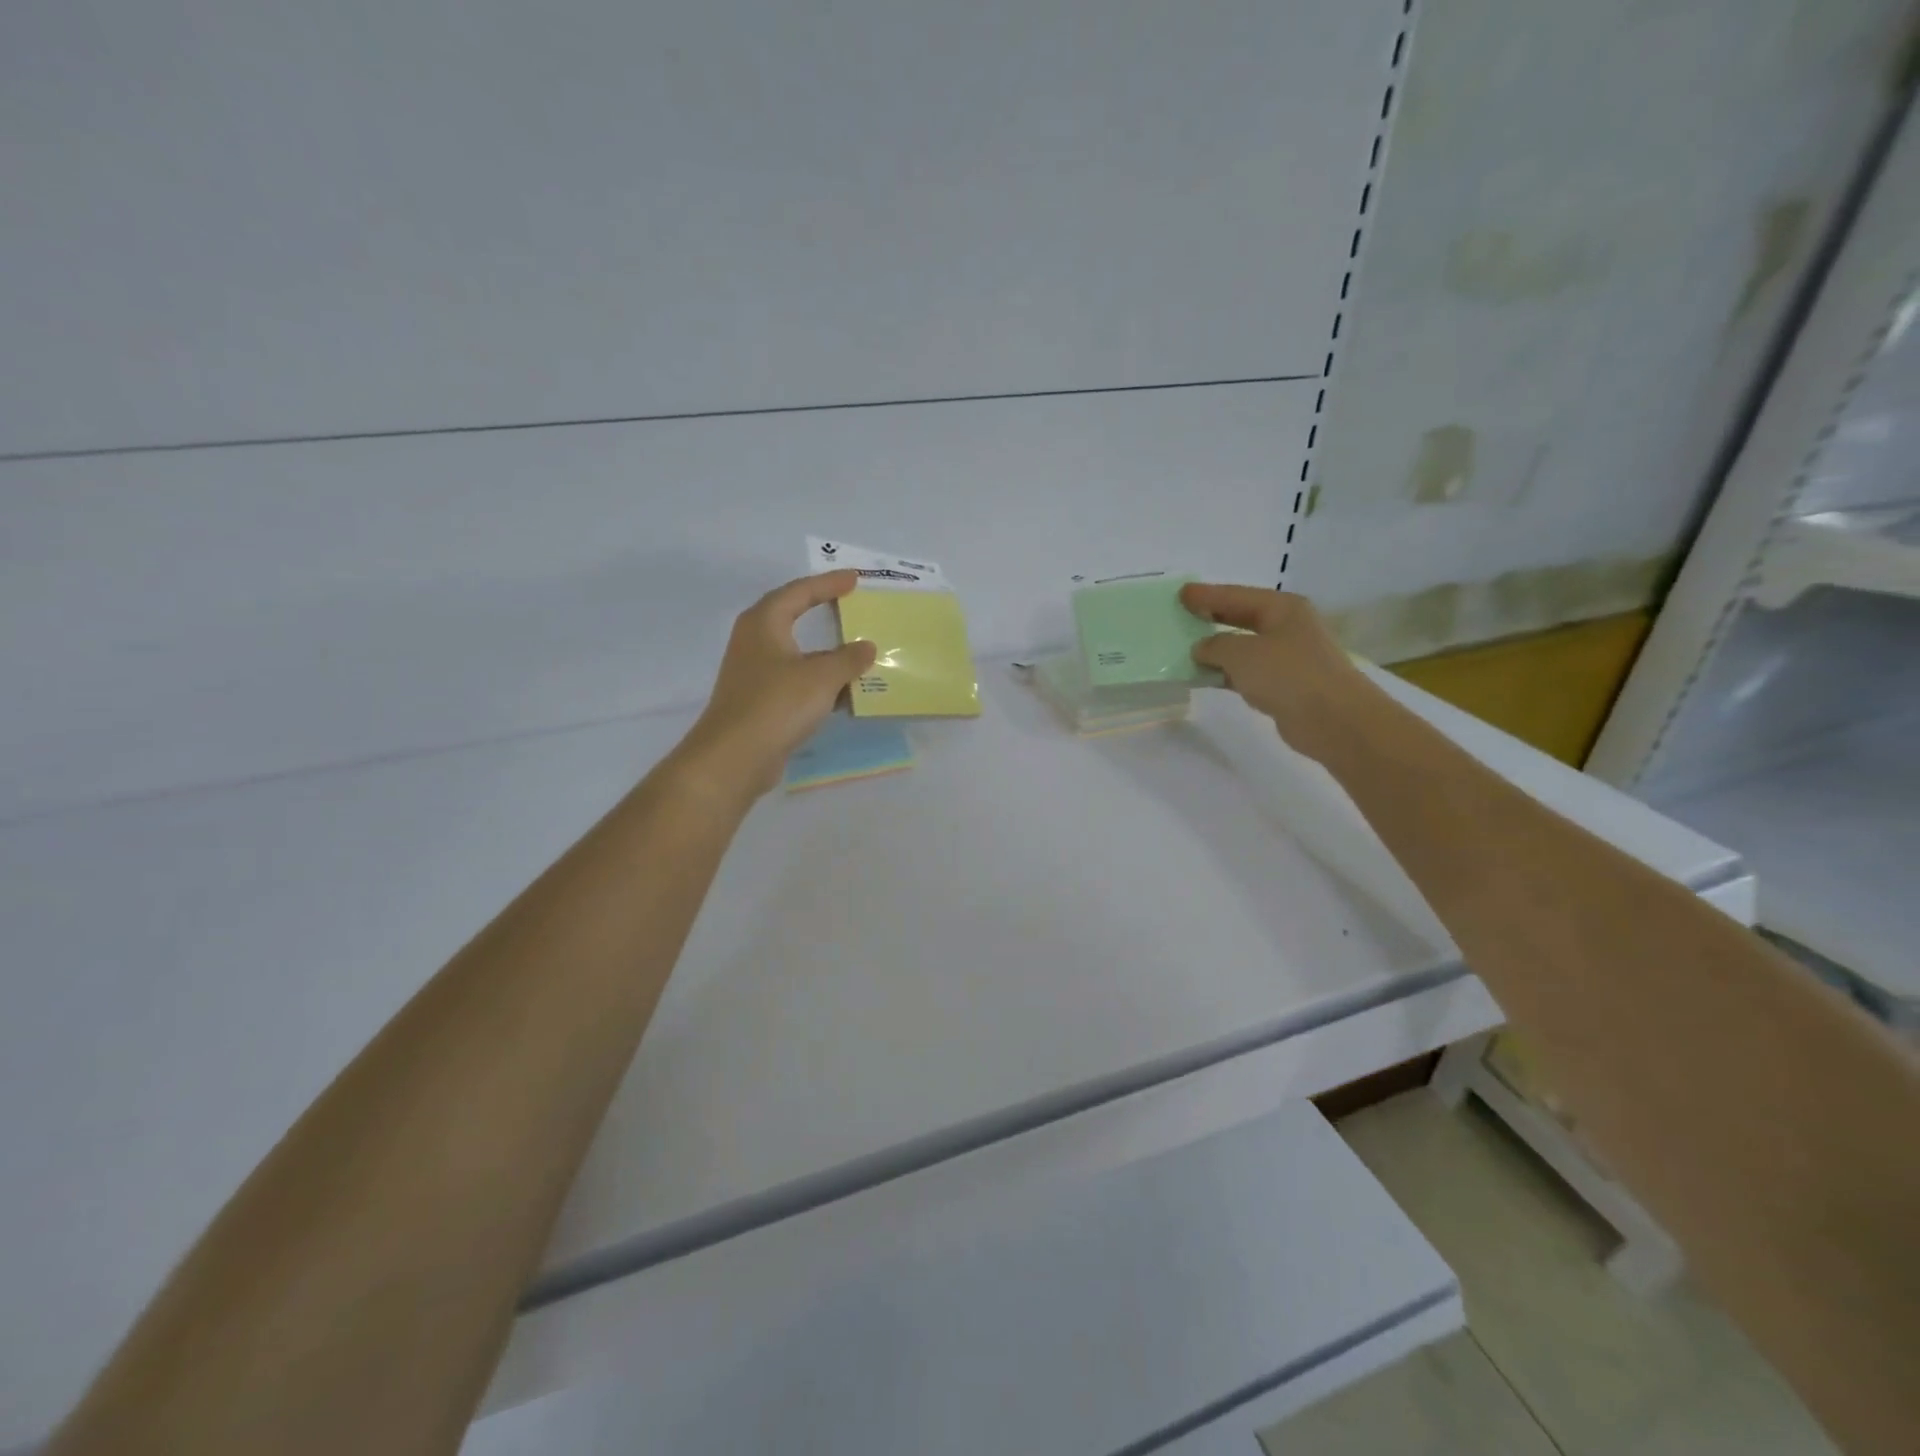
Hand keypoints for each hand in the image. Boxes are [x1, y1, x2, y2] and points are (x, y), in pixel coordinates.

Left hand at [672, 571, 876, 799]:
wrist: (735, 757)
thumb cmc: (776, 705)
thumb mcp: (821, 677)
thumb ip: (848, 659)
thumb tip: (866, 646)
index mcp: (764, 622)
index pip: (799, 591)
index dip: (828, 583)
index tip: (855, 579)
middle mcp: (755, 641)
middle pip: (793, 616)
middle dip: (822, 610)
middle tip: (851, 604)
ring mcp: (755, 673)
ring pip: (797, 653)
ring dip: (826, 652)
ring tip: (858, 651)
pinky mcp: (760, 701)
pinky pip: (797, 680)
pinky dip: (820, 681)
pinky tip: (845, 692)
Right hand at [1181, 582, 1370, 760]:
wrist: (1332, 720)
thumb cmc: (1288, 674)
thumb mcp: (1242, 654)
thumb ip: (1215, 646)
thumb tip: (1201, 648)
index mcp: (1283, 609)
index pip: (1237, 596)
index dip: (1207, 595)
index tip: (1182, 593)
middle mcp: (1288, 628)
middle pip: (1243, 617)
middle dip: (1213, 617)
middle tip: (1184, 614)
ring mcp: (1289, 657)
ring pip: (1245, 647)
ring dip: (1218, 649)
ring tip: (1187, 648)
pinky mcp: (1286, 685)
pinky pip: (1248, 672)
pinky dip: (1227, 673)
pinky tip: (1207, 677)